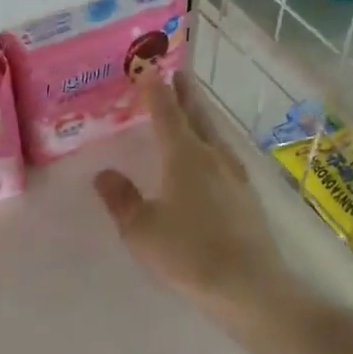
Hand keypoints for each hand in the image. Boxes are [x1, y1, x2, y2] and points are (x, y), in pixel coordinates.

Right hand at [93, 76, 289, 324]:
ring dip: (202, 116)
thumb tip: (103, 174)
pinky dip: (212, 143)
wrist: (249, 285)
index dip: (155, 89)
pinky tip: (212, 158)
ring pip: (215, 134)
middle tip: (177, 73)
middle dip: (185, 93)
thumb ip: (121, 199)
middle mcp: (213, 156)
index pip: (167, 112)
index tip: (148, 68)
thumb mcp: (141, 230)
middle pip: (198, 115)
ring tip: (192, 110)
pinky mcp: (247, 196)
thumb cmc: (188, 253)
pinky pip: (225, 156)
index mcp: (184, 155)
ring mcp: (235, 175)